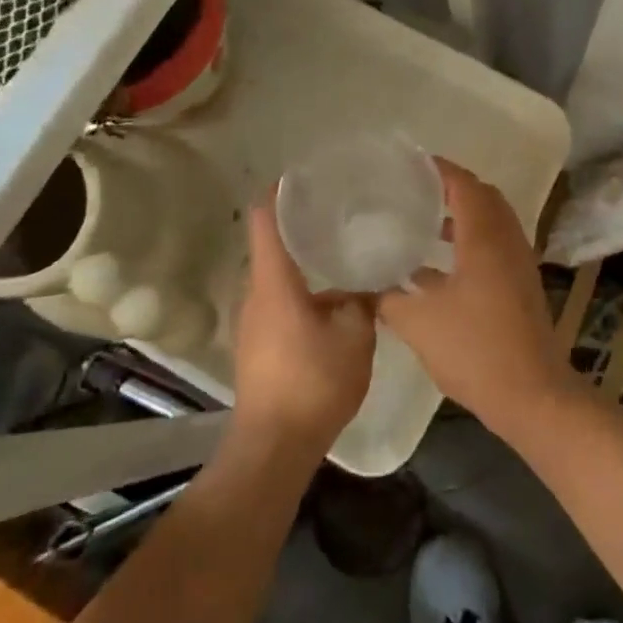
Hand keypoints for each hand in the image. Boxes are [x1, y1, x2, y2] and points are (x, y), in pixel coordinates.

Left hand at [231, 200, 375, 457]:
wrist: (275, 445)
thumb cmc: (314, 381)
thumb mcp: (355, 336)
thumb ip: (363, 300)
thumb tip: (369, 283)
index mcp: (275, 282)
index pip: (263, 219)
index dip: (279, 192)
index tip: (304, 177)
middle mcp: (256, 294)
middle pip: (271, 245)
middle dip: (300, 225)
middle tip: (339, 213)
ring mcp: (253, 321)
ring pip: (277, 276)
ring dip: (304, 262)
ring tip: (341, 252)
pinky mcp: (257, 344)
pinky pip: (279, 301)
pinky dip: (302, 290)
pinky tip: (333, 300)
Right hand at [376, 161, 579, 443]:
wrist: (531, 395)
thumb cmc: (475, 350)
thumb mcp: (419, 323)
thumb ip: (388, 298)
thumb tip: (364, 284)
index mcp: (484, 238)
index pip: (464, 185)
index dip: (439, 170)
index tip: (410, 163)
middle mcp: (507, 241)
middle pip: (483, 198)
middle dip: (451, 188)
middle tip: (415, 189)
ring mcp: (517, 264)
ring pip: (490, 223)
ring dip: (461, 217)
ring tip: (421, 222)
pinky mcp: (519, 286)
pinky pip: (493, 246)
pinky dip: (468, 243)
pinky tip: (434, 269)